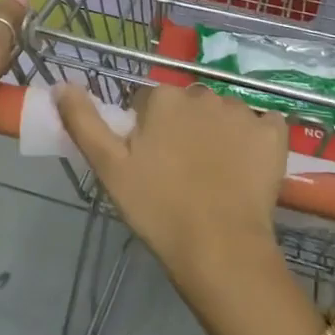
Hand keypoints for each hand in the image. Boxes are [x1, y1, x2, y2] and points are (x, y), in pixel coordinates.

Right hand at [56, 80, 286, 287]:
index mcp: (164, 98)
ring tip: (214, 177)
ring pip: (223, 115)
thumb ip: (84, 121)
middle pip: (188, 106)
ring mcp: (242, 111)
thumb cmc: (158, 209)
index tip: (150, 164)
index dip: (148, 132)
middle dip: (183, 129)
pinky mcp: (274, 133)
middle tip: (180, 173)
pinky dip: (258, 140)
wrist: (220, 250)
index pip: (149, 103)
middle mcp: (203, 93)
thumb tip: (61, 85)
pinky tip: (249, 167)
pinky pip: (264, 126)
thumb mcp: (109, 168)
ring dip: (218, 134)